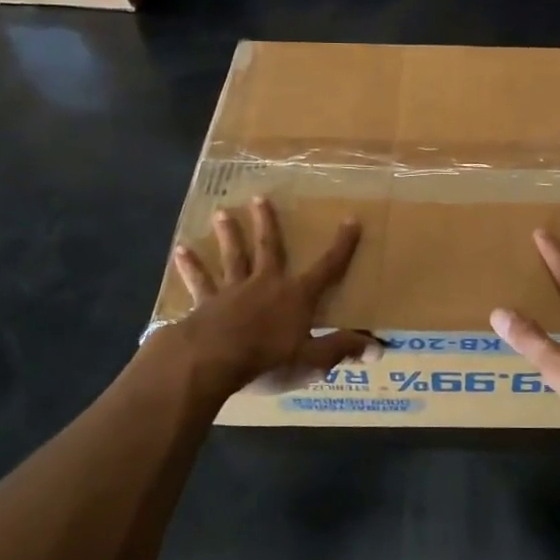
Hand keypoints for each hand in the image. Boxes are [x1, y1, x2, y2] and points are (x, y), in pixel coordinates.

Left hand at [162, 196, 377, 400]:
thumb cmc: (266, 360)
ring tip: (221, 213)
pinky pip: (199, 282)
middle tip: (260, 198)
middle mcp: (266, 284)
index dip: (342, 245)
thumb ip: (341, 349)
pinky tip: (180, 250)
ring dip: (228, 235)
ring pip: (233, 257)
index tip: (351, 220)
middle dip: (267, 223)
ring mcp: (233, 291)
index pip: (327, 267)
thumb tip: (379, 347)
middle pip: (269, 248)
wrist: (210, 361)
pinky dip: (190, 266)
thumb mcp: (311, 360)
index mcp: (296, 296)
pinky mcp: (205, 304)